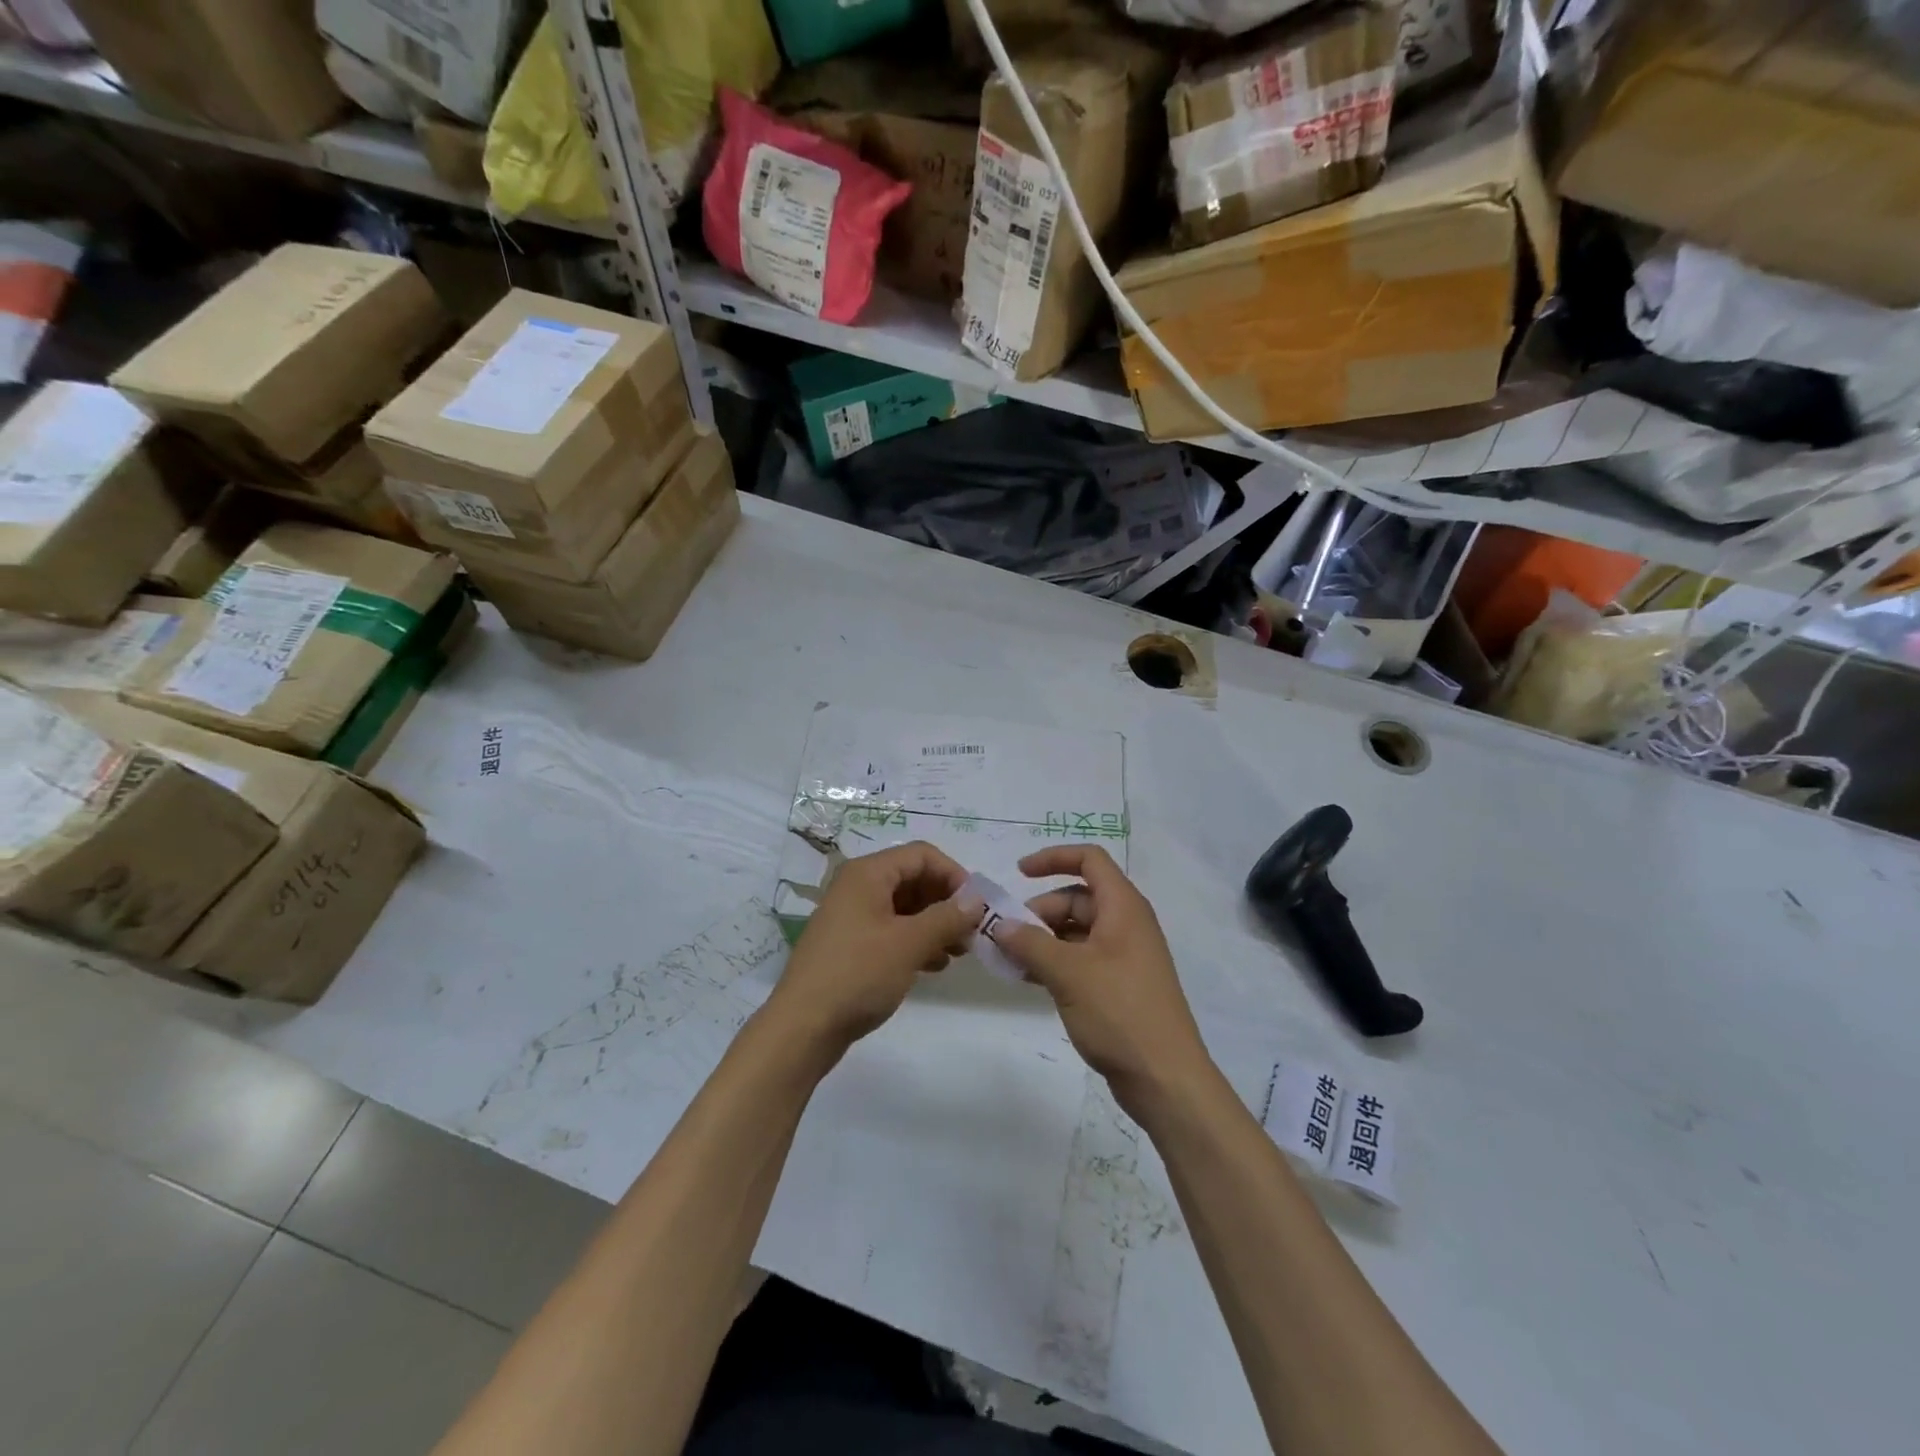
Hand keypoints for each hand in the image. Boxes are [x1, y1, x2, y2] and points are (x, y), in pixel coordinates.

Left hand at [769, 841, 982, 1055]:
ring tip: (958, 952)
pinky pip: (892, 930)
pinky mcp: (851, 944)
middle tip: (971, 933)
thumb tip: (976, 899)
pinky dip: (916, 941)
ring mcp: (853, 916)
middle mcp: (858, 886)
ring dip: (935, 924)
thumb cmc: (858, 974)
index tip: (977, 907)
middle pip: (914, 879)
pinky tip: (934, 965)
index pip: (922, 855)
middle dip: (946, 902)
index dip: (954, 875)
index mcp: (868, 874)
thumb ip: (947, 917)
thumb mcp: (909, 943)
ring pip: (905, 907)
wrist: (803, 1027)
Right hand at [988, 845, 1212, 1111]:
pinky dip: (1055, 961)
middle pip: (1077, 898)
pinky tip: (1030, 980)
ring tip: (1012, 962)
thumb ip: (1029, 944)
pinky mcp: (1119, 985)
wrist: (1165, 1079)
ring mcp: (1124, 956)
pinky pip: (1081, 958)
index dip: (1053, 858)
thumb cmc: (1120, 1013)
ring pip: (1076, 930)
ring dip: (1043, 939)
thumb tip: (1000, 926)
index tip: (1018, 874)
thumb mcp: (1068, 973)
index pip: (1089, 860)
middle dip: (1039, 911)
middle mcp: (1126, 924)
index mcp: (1123, 907)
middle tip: (1007, 938)